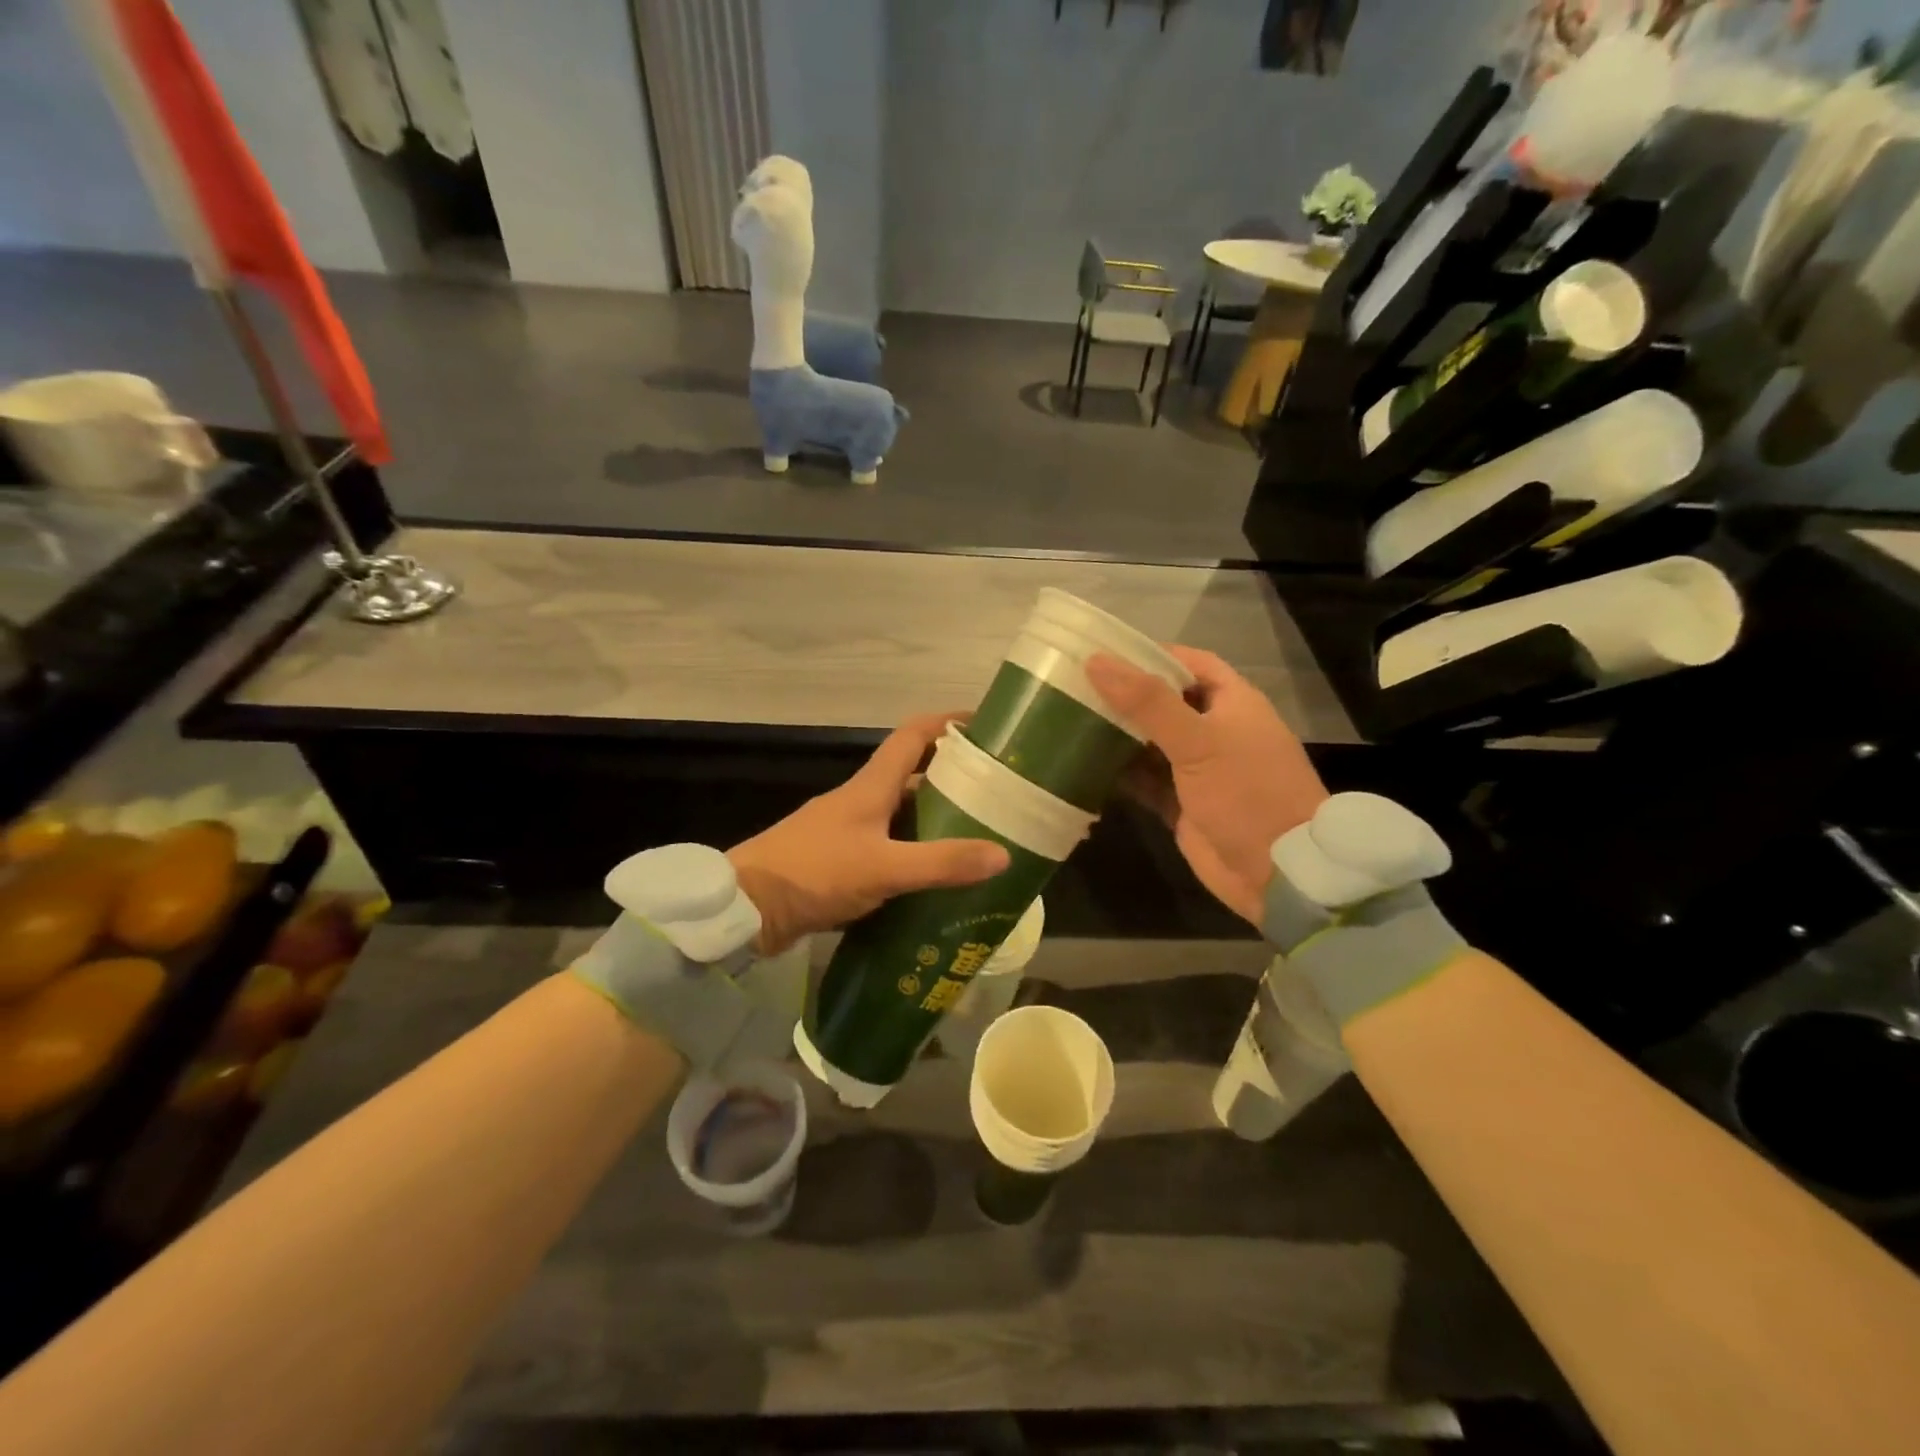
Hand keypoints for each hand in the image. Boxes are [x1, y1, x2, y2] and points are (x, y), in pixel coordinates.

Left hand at [728, 712, 1010, 952]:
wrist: (745, 909)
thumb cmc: (814, 873)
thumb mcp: (884, 868)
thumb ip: (941, 862)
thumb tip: (1003, 854)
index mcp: (870, 787)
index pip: (912, 736)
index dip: (947, 724)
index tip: (985, 727)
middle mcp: (860, 801)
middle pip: (911, 775)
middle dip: (952, 778)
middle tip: (995, 794)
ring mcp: (847, 831)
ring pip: (900, 815)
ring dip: (934, 820)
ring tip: (977, 836)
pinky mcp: (838, 861)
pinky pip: (887, 848)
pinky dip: (913, 854)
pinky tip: (935, 878)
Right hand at [1087, 646, 1327, 922]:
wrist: (1277, 872)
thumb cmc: (1246, 793)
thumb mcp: (1199, 741)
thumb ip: (1148, 702)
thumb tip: (1096, 662)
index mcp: (1231, 703)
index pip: (1189, 662)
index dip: (1150, 655)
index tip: (1104, 653)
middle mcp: (1214, 730)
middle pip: (1163, 702)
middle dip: (1124, 696)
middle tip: (1073, 687)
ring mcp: (1197, 769)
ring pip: (1149, 742)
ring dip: (1116, 734)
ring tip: (1068, 720)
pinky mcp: (1181, 803)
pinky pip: (1144, 779)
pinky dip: (1118, 773)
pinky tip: (1082, 765)